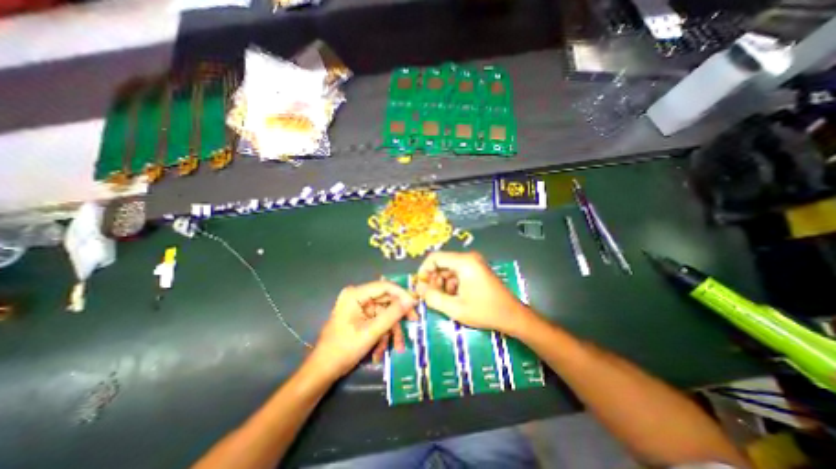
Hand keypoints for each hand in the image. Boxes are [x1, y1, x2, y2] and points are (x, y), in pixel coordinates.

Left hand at [310, 280, 418, 379]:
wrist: (323, 370)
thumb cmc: (344, 349)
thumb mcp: (371, 332)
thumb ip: (392, 315)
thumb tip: (411, 300)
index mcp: (355, 294)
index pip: (384, 286)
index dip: (402, 294)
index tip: (415, 304)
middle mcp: (357, 296)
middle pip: (386, 299)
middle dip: (398, 315)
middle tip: (414, 322)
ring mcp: (359, 307)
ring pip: (384, 312)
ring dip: (391, 329)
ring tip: (398, 347)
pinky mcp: (360, 317)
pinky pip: (378, 320)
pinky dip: (383, 334)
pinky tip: (382, 350)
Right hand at [413, 250, 534, 334]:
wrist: (512, 315)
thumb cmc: (485, 311)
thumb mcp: (455, 308)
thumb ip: (433, 298)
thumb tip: (419, 289)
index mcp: (463, 262)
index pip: (434, 257)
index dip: (424, 270)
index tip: (421, 286)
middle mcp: (468, 258)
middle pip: (441, 263)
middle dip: (433, 279)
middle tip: (431, 296)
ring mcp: (474, 263)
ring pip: (448, 269)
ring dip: (442, 283)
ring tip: (444, 299)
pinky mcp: (476, 269)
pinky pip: (457, 272)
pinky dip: (451, 283)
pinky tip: (455, 297)